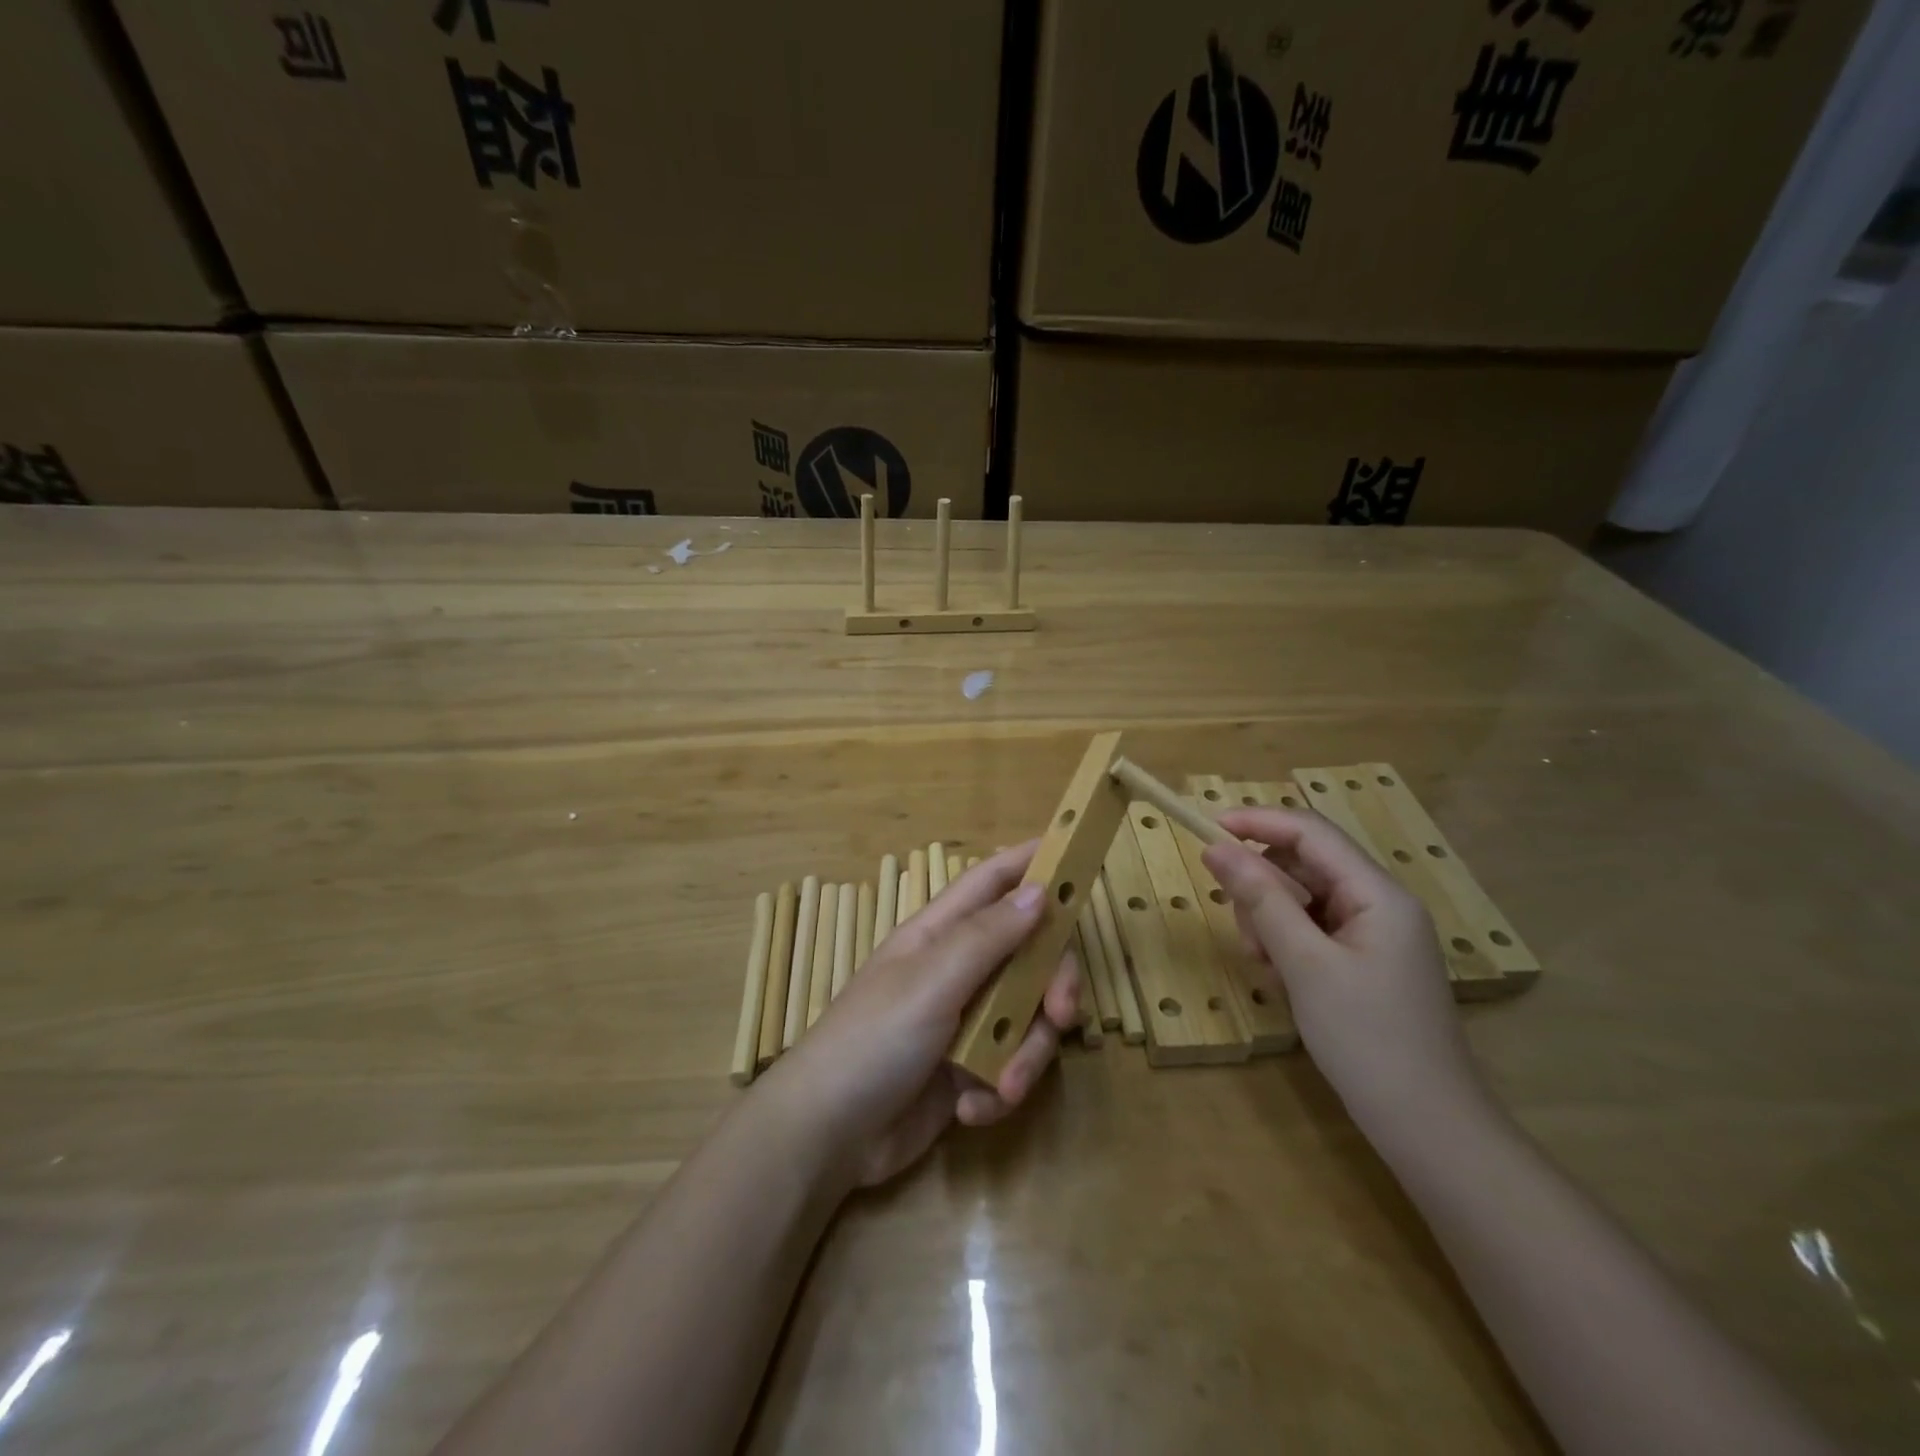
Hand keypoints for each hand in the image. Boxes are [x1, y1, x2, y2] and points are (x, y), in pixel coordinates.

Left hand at [765, 844, 1079, 1188]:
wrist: (827, 1137)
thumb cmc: (873, 1040)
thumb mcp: (931, 981)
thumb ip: (987, 937)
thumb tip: (1038, 890)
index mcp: (942, 934)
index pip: (993, 881)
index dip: (1031, 863)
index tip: (1077, 854)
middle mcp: (959, 970)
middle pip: (1030, 954)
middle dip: (1053, 984)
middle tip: (1062, 1016)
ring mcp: (964, 1021)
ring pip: (1028, 1016)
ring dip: (1026, 1055)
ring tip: (1004, 1088)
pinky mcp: (969, 1070)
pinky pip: (1010, 1066)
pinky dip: (999, 1090)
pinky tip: (970, 1110)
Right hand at [1202, 808, 1482, 1132]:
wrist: (1427, 1127)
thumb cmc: (1367, 1039)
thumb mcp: (1304, 964)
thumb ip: (1261, 899)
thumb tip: (1215, 848)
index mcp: (1378, 893)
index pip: (1311, 832)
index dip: (1257, 823)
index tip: (1206, 830)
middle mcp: (1379, 903)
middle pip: (1304, 865)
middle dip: (1264, 888)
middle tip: (1245, 934)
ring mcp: (1374, 934)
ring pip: (1303, 899)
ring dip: (1271, 920)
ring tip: (1267, 966)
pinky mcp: (1364, 961)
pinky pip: (1312, 929)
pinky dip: (1287, 944)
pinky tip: (1283, 979)